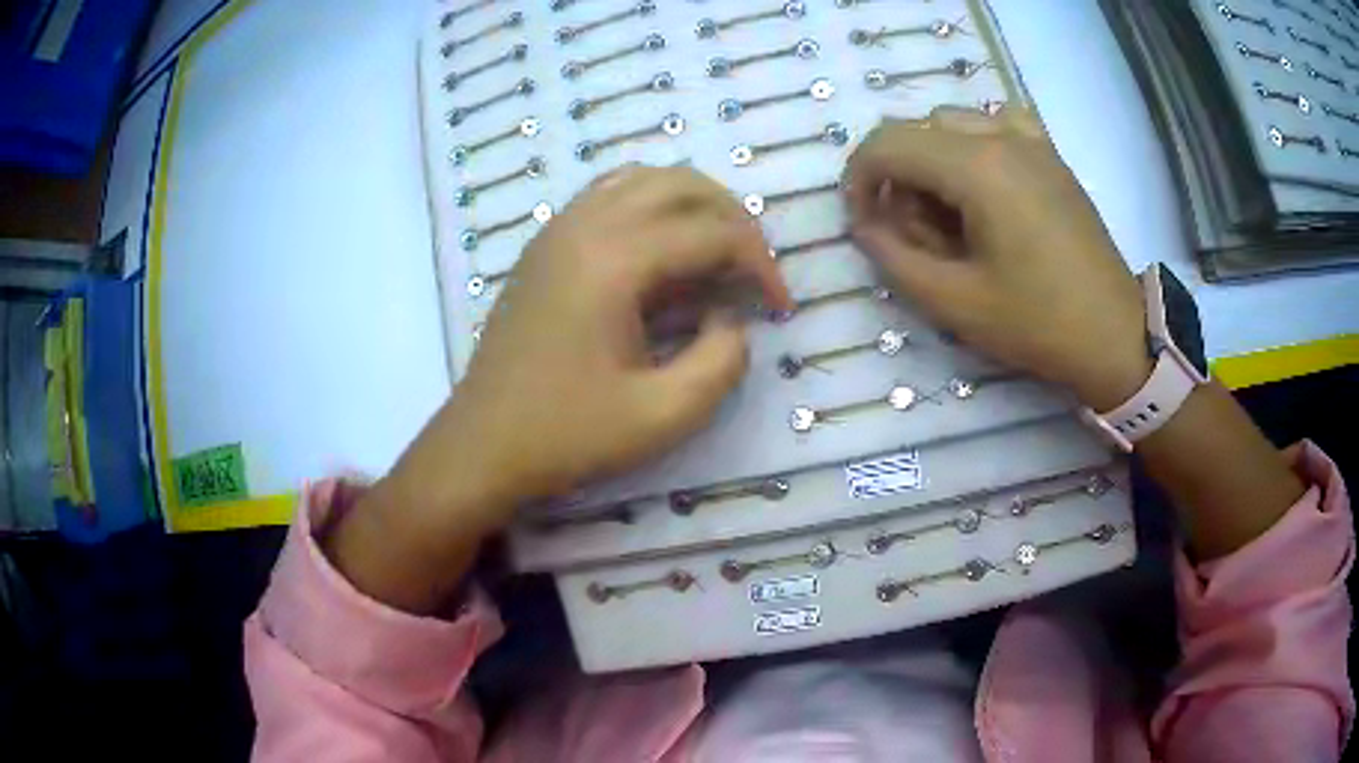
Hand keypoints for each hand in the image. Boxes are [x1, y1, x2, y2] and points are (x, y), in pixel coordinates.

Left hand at [328, 167, 789, 609]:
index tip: (780, 308)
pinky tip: (662, 250)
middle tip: (754, 270)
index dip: (761, 264)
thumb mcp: (664, 416)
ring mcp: (559, 228)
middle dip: (734, 219)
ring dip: (693, 204)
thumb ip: (722, 361)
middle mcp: (586, 224)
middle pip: (682, 184)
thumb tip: (731, 317)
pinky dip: (651, 205)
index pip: (713, 232)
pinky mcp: (545, 243)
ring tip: (716, 252)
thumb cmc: (567, 435)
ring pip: (644, 178)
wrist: (482, 444)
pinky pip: (610, 194)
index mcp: (614, 260)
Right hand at [843, 107, 1148, 410]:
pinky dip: (974, 144)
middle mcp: (1001, 137)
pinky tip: (984, 181)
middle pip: (918, 130)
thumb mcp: (955, 303)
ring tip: (949, 212)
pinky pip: (997, 124)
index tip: (862, 221)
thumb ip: (894, 258)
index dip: (859, 178)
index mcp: (977, 168)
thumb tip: (864, 224)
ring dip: (933, 159)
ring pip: (954, 123)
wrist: (1115, 335)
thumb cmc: (1038, 323)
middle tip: (913, 233)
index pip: (888, 143)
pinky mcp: (1050, 156)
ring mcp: (1031, 141)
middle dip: (898, 175)